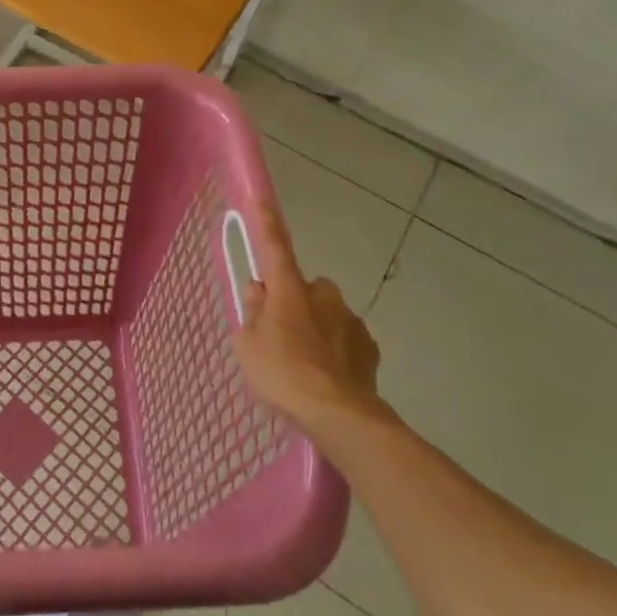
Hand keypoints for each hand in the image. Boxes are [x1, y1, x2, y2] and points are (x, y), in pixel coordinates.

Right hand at [233, 196, 383, 428]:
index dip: (267, 224)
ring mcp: (350, 320)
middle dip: (294, 302)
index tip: (262, 200)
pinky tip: (327, 375)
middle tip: (279, 333)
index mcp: (289, 291)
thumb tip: (259, 291)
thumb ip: (252, 313)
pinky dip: (335, 350)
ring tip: (304, 363)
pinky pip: (345, 339)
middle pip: (304, 288)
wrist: (339, 415)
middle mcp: (323, 297)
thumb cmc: (282, 374)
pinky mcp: (369, 347)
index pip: (274, 248)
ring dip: (315, 327)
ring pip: (326, 313)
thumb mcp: (247, 346)